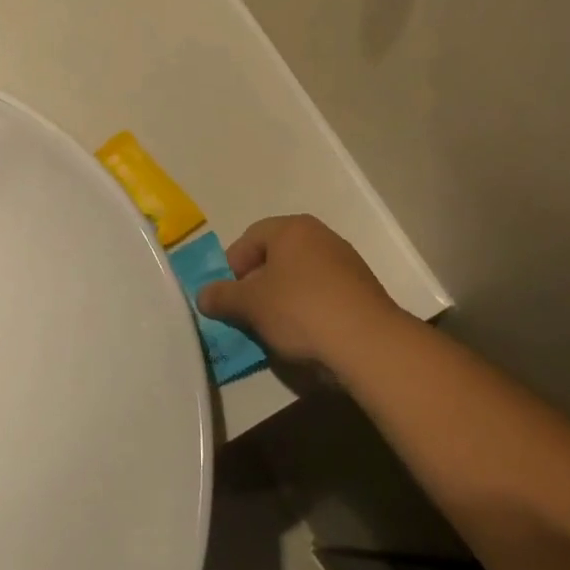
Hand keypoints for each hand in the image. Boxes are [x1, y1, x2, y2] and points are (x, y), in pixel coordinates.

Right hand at [195, 215, 402, 368]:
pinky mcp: (361, 289)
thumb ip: (222, 297)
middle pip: (276, 257)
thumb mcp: (250, 304)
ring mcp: (345, 262)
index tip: (229, 296)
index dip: (232, 266)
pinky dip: (308, 309)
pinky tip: (305, 335)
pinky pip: (322, 294)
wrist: (367, 341)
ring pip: (300, 277)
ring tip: (275, 329)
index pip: (250, 238)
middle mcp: (321, 236)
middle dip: (257, 284)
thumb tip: (203, 295)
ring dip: (282, 299)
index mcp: (292, 228)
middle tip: (248, 312)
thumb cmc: (300, 310)